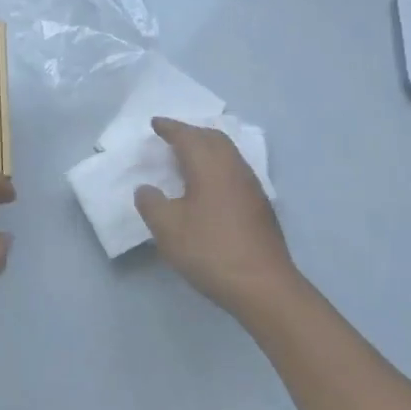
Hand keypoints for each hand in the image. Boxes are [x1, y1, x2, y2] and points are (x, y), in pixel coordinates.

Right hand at [135, 117, 294, 316]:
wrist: (263, 286)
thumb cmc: (210, 250)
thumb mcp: (167, 228)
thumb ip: (151, 203)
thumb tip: (146, 189)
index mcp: (210, 166)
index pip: (187, 136)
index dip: (170, 128)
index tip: (155, 123)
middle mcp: (234, 168)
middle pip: (213, 138)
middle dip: (191, 132)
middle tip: (171, 136)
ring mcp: (251, 187)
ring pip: (228, 154)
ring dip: (207, 148)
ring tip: (187, 157)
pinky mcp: (260, 206)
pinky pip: (234, 170)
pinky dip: (217, 165)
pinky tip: (208, 184)